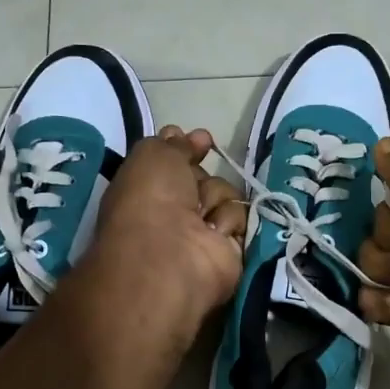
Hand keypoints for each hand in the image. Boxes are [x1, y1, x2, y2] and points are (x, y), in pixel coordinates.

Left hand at [82, 126, 247, 343]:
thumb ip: (172, 143)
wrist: (170, 252)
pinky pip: (240, 219)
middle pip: (205, 178)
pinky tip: (213, 234)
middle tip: (192, 190)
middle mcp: (174, 213)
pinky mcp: (229, 250)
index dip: (188, 148)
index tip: (202, 140)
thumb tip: (189, 136)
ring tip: (201, 218)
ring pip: (226, 196)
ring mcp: (202, 234)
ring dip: (215, 200)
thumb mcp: (152, 155)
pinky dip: (227, 222)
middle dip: (202, 178)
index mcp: (148, 191)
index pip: (175, 162)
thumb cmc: (151, 199)